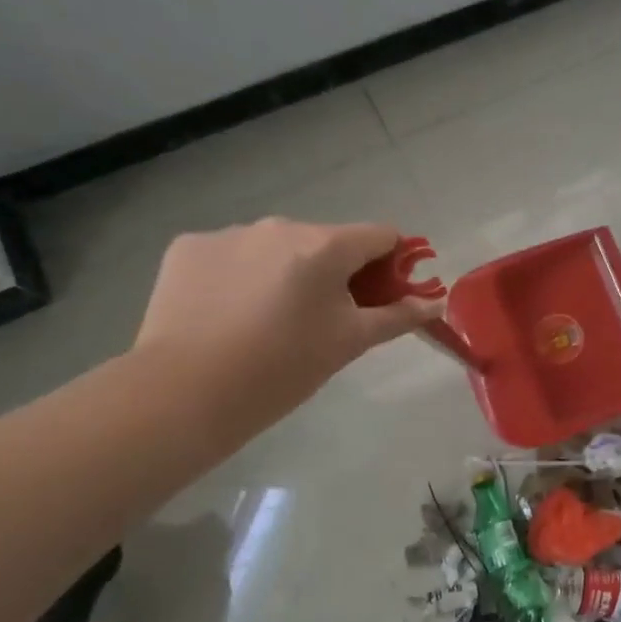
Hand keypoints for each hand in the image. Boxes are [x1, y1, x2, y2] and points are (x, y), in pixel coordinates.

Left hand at [133, 219, 443, 424]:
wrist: (183, 395)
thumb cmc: (283, 368)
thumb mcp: (350, 342)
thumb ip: (398, 315)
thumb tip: (437, 303)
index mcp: (325, 245)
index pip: (381, 235)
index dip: (392, 263)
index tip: (382, 297)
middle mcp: (279, 226)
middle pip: (328, 240)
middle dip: (337, 271)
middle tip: (325, 319)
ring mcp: (229, 233)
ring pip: (278, 247)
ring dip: (288, 271)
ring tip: (269, 320)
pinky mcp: (187, 247)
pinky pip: (233, 253)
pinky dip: (242, 275)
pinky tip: (229, 313)